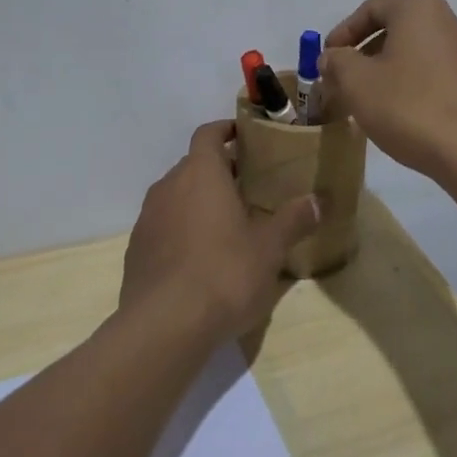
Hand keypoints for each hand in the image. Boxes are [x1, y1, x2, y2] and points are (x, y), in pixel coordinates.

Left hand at [119, 120, 321, 345]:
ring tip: (228, 222)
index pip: (208, 133)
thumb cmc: (223, 273)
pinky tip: (201, 257)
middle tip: (249, 185)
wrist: (163, 326)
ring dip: (199, 200)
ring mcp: (148, 218)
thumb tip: (319, 201)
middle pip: (194, 164)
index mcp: (201, 173)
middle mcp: (169, 186)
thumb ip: (294, 220)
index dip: (226, 129)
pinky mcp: (137, 249)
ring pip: (177, 195)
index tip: (246, 136)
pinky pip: (163, 225)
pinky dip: (182, 228)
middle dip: (219, 170)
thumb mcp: (269, 248)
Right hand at [321, 0, 456, 182]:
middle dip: (364, 54)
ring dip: (387, 71)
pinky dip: (412, 85)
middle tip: (343, 81)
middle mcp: (449, 21)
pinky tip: (401, 114)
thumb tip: (332, 57)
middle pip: (396, 28)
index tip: (326, 59)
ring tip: (368, 101)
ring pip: (415, 53)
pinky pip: (435, 73)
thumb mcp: (358, 82)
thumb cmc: (410, 106)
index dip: (343, 32)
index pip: (372, 7)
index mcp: (420, 9)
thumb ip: (337, 62)